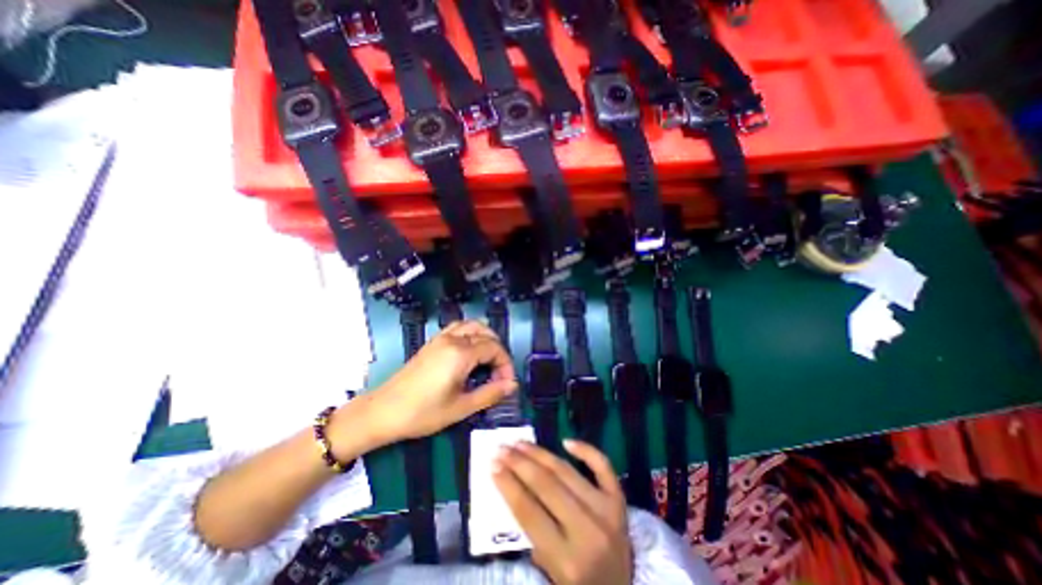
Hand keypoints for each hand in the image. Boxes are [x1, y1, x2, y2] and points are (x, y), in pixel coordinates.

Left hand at [345, 320, 518, 447]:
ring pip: (472, 325)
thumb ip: (490, 393)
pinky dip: (471, 334)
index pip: (494, 348)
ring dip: (485, 338)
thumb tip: (512, 385)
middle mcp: (452, 339)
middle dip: (498, 352)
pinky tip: (470, 352)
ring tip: (488, 360)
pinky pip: (458, 328)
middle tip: (498, 374)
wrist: (382, 412)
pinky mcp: (432, 342)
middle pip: (486, 334)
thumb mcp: (461, 407)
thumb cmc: (423, 413)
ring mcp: (440, 338)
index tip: (506, 383)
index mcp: (460, 353)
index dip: (505, 364)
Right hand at [494, 439, 629, 584]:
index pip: (529, 512)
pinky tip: (566, 441)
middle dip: (519, 463)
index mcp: (567, 561)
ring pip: (567, 472)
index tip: (492, 465)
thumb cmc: (578, 584)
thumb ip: (533, 535)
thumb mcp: (550, 573)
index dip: (508, 485)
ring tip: (521, 442)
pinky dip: (586, 450)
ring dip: (540, 453)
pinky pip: (603, 466)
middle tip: (502, 448)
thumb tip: (513, 486)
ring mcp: (607, 512)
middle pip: (546, 486)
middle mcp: (589, 532)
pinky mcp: (619, 500)